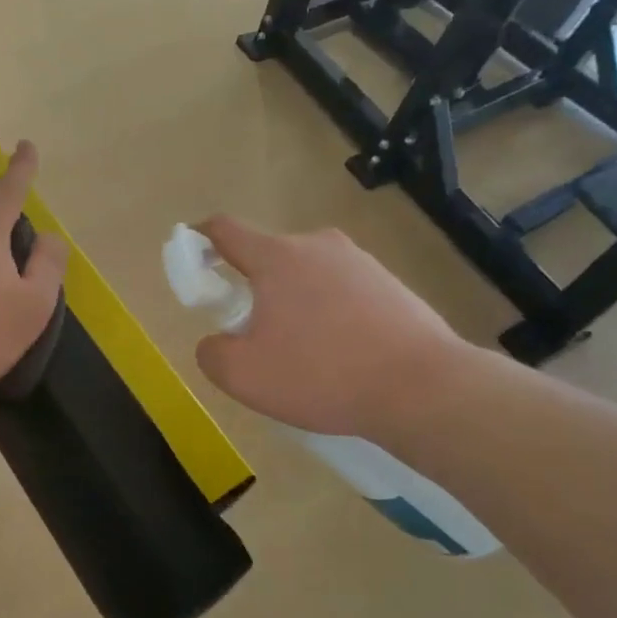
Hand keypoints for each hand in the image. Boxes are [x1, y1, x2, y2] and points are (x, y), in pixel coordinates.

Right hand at [193, 217, 472, 440]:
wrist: (423, 388)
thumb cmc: (322, 375)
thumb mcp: (243, 376)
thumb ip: (212, 352)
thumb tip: (217, 341)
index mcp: (277, 257)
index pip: (225, 229)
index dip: (200, 239)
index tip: (194, 259)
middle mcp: (318, 246)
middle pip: (268, 256)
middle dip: (253, 287)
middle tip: (255, 335)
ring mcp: (360, 261)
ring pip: (307, 275)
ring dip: (294, 302)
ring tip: (305, 354)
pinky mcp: (391, 283)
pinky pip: (342, 291)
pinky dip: (330, 313)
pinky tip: (342, 355)